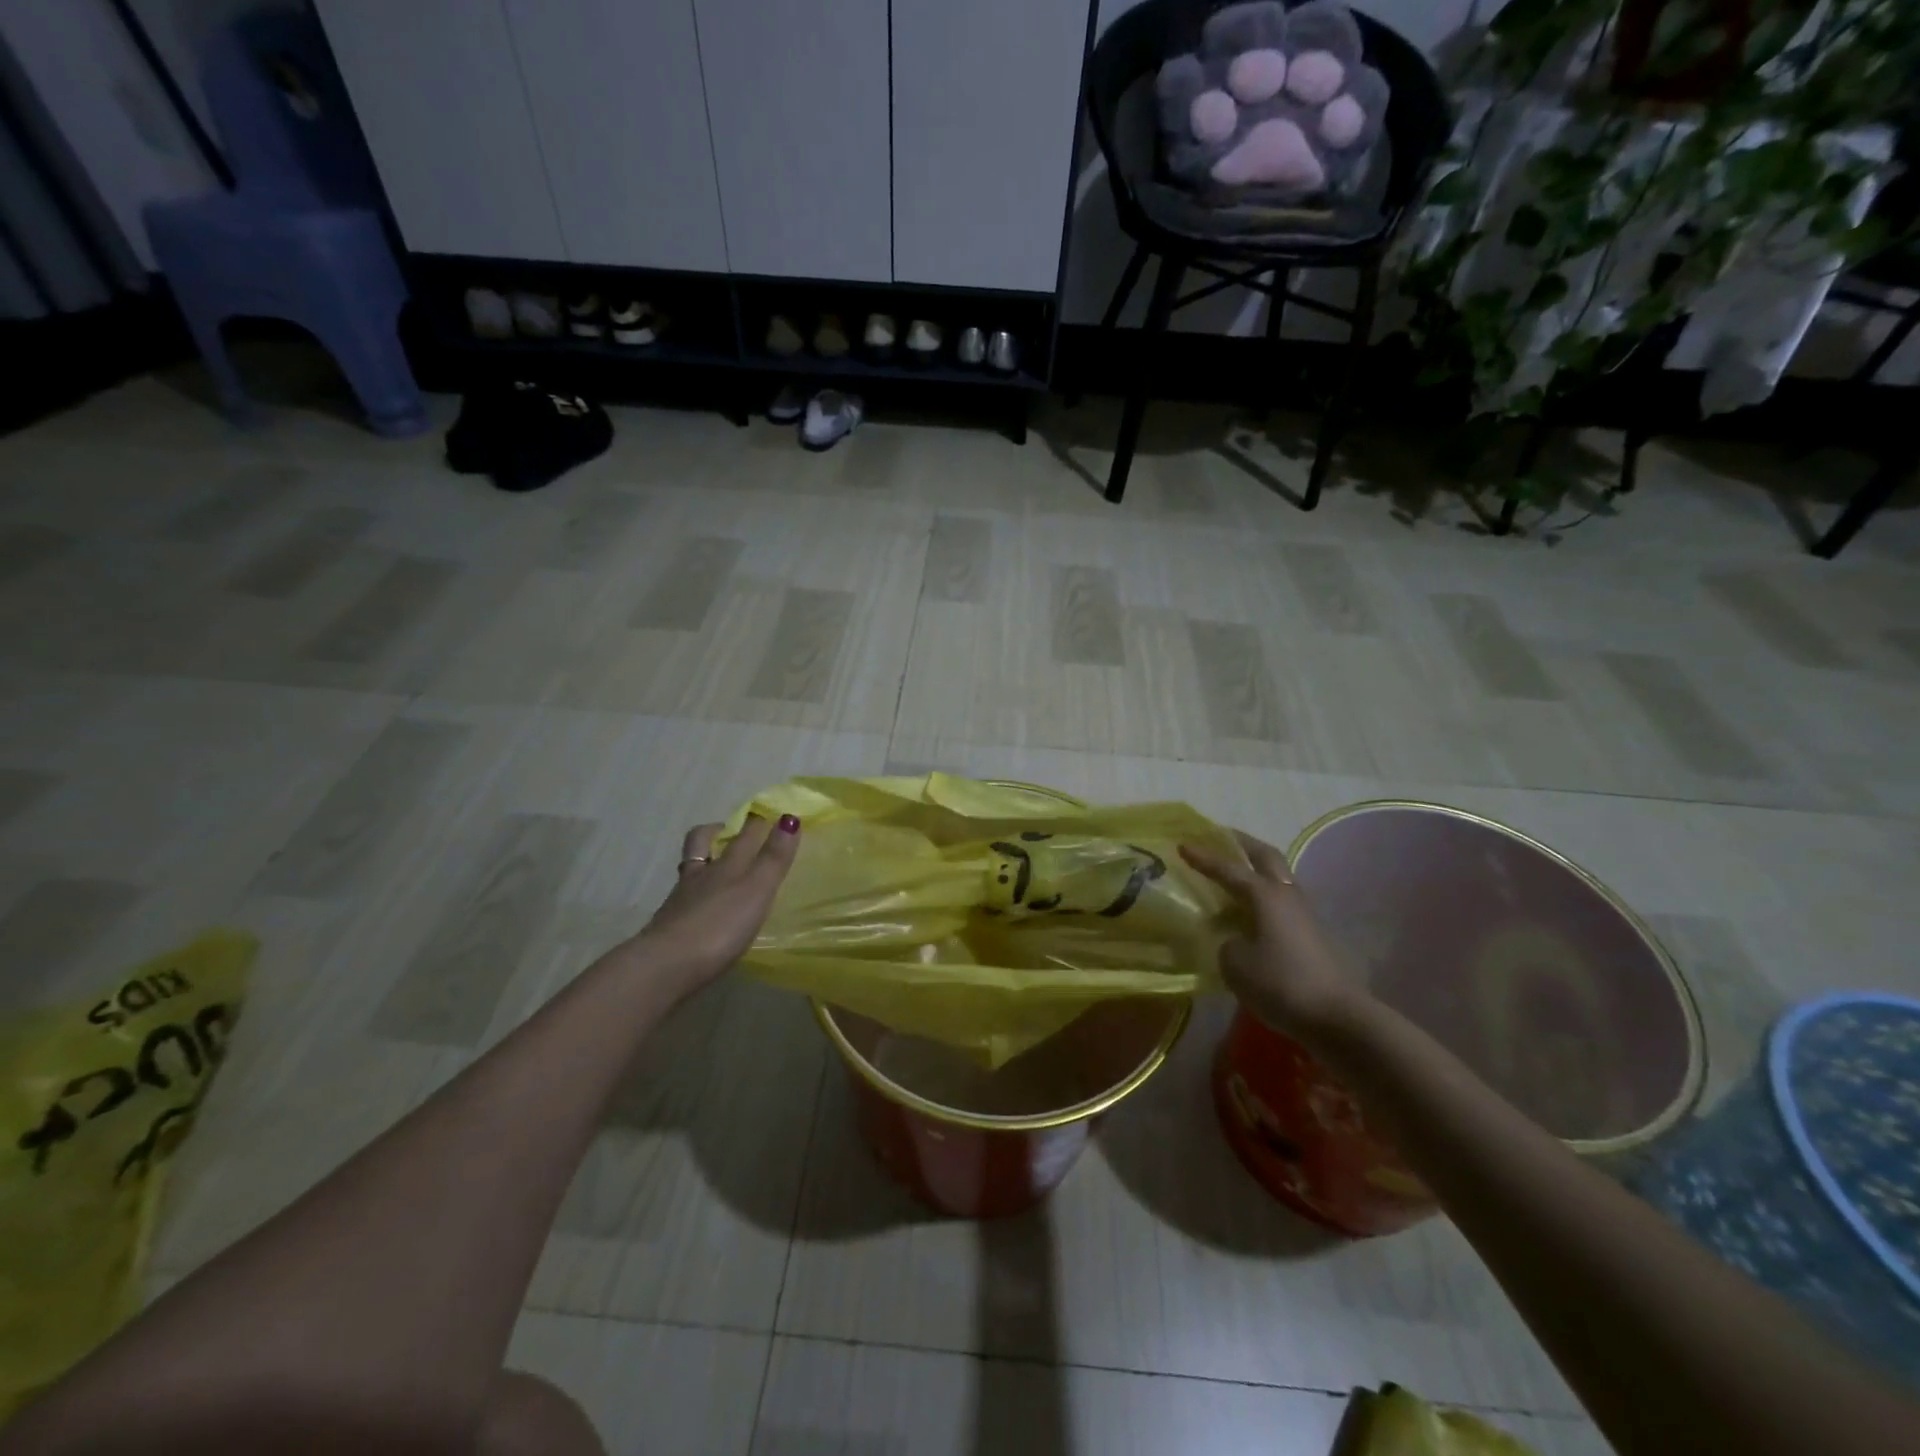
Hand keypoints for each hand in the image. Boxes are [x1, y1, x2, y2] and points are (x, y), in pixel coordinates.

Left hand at [635, 814, 800, 990]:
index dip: (757, 822)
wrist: (666, 967)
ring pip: (691, 870)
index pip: (743, 834)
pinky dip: (695, 897)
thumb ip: (773, 858)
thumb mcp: (756, 890)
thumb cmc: (719, 925)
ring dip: (703, 864)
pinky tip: (704, 910)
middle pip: (703, 843)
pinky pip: (684, 900)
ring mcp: (681, 901)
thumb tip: (789, 817)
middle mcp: (700, 875)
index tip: (769, 814)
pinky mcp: (669, 927)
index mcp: (725, 865)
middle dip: (717, 831)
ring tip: (717, 870)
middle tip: (730, 831)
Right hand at [1181, 829, 1361, 1040]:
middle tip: (1220, 836)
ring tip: (1231, 875)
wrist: (1335, 1016)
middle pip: (1265, 856)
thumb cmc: (1280, 983)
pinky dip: (1262, 895)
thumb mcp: (1235, 963)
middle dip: (1241, 843)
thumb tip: (1234, 939)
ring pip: (1277, 877)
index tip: (1182, 844)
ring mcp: (1303, 913)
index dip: (1204, 857)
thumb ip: (1226, 942)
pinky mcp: (1310, 933)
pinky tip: (1247, 910)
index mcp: (1265, 895)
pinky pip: (1281, 901)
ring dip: (1255, 869)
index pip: (1228, 869)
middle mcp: (1286, 895)